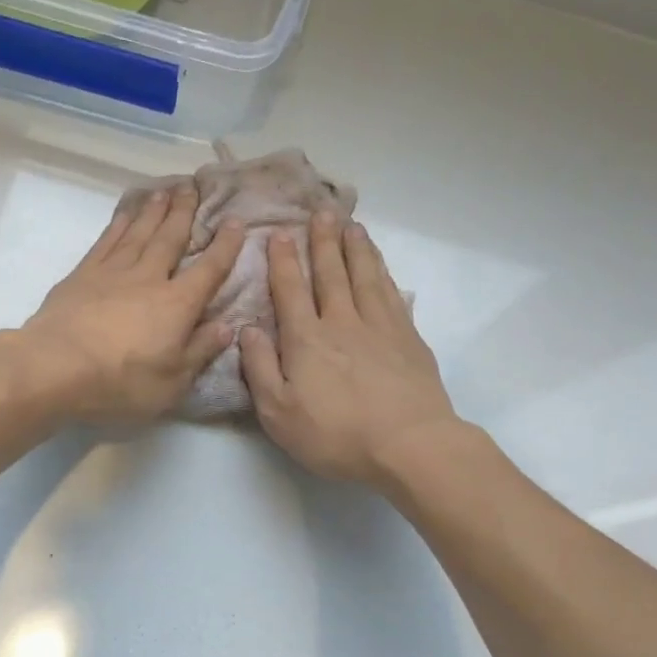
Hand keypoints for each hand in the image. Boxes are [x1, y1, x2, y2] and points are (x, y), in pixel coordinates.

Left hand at [14, 181, 244, 425]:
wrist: (55, 367)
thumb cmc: (120, 382)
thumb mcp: (172, 382)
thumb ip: (200, 351)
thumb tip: (227, 327)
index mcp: (177, 305)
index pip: (209, 270)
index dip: (225, 246)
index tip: (236, 222)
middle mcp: (148, 278)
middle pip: (171, 239)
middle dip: (185, 213)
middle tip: (193, 187)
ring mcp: (113, 272)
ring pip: (139, 232)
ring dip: (154, 211)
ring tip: (165, 191)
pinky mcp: (82, 274)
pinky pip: (107, 240)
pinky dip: (119, 224)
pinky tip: (125, 214)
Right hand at [240, 213, 460, 485]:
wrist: (409, 444)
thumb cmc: (336, 436)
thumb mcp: (279, 413)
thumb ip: (259, 369)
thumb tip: (246, 329)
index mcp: (306, 340)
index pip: (291, 291)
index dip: (283, 262)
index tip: (279, 234)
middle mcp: (342, 322)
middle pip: (331, 274)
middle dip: (322, 242)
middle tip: (321, 212)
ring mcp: (381, 327)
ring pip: (365, 276)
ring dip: (355, 249)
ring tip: (351, 226)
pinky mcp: (409, 338)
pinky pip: (392, 294)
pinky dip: (383, 273)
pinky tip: (381, 267)